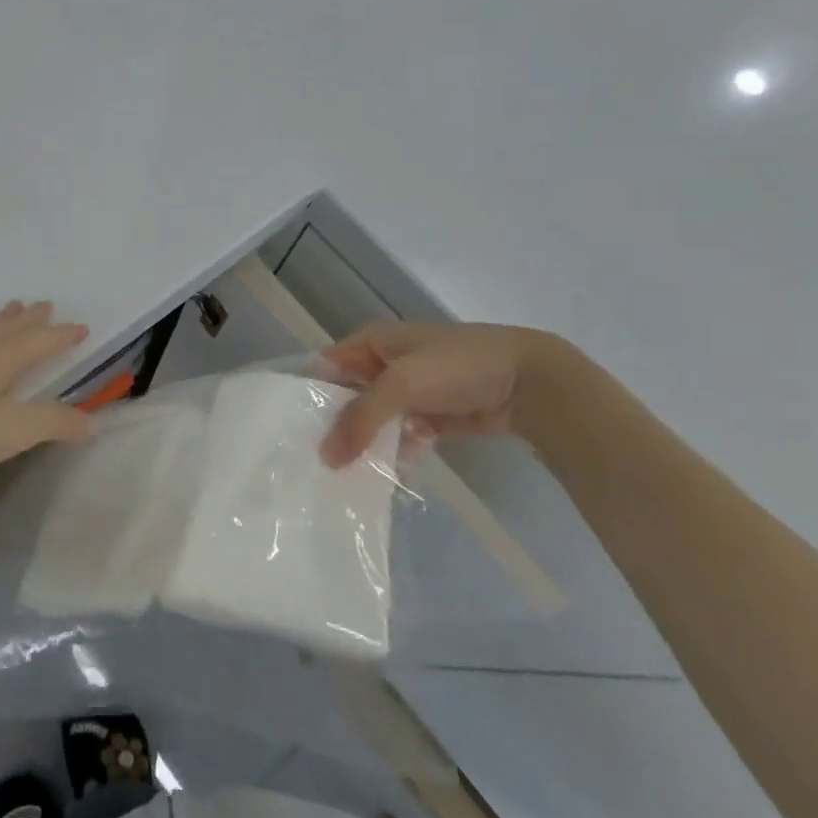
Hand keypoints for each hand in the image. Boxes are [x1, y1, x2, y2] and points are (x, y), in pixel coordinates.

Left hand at [0, 301, 92, 494]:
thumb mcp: (13, 431)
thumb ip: (54, 423)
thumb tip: (91, 421)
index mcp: (0, 358)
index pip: (40, 340)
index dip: (63, 335)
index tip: (82, 327)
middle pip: (11, 328)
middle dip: (32, 319)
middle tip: (47, 305)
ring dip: (4, 321)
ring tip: (14, 309)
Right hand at [319, 321, 551, 467]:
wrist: (529, 382)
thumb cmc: (455, 367)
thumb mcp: (400, 384)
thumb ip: (360, 420)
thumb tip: (325, 458)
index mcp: (373, 342)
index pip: (327, 366)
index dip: (308, 394)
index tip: (288, 430)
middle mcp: (387, 363)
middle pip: (349, 395)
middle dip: (334, 424)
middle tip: (311, 460)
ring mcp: (412, 391)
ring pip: (375, 419)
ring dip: (364, 442)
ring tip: (341, 475)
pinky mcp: (434, 416)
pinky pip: (402, 435)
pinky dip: (394, 452)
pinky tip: (383, 475)